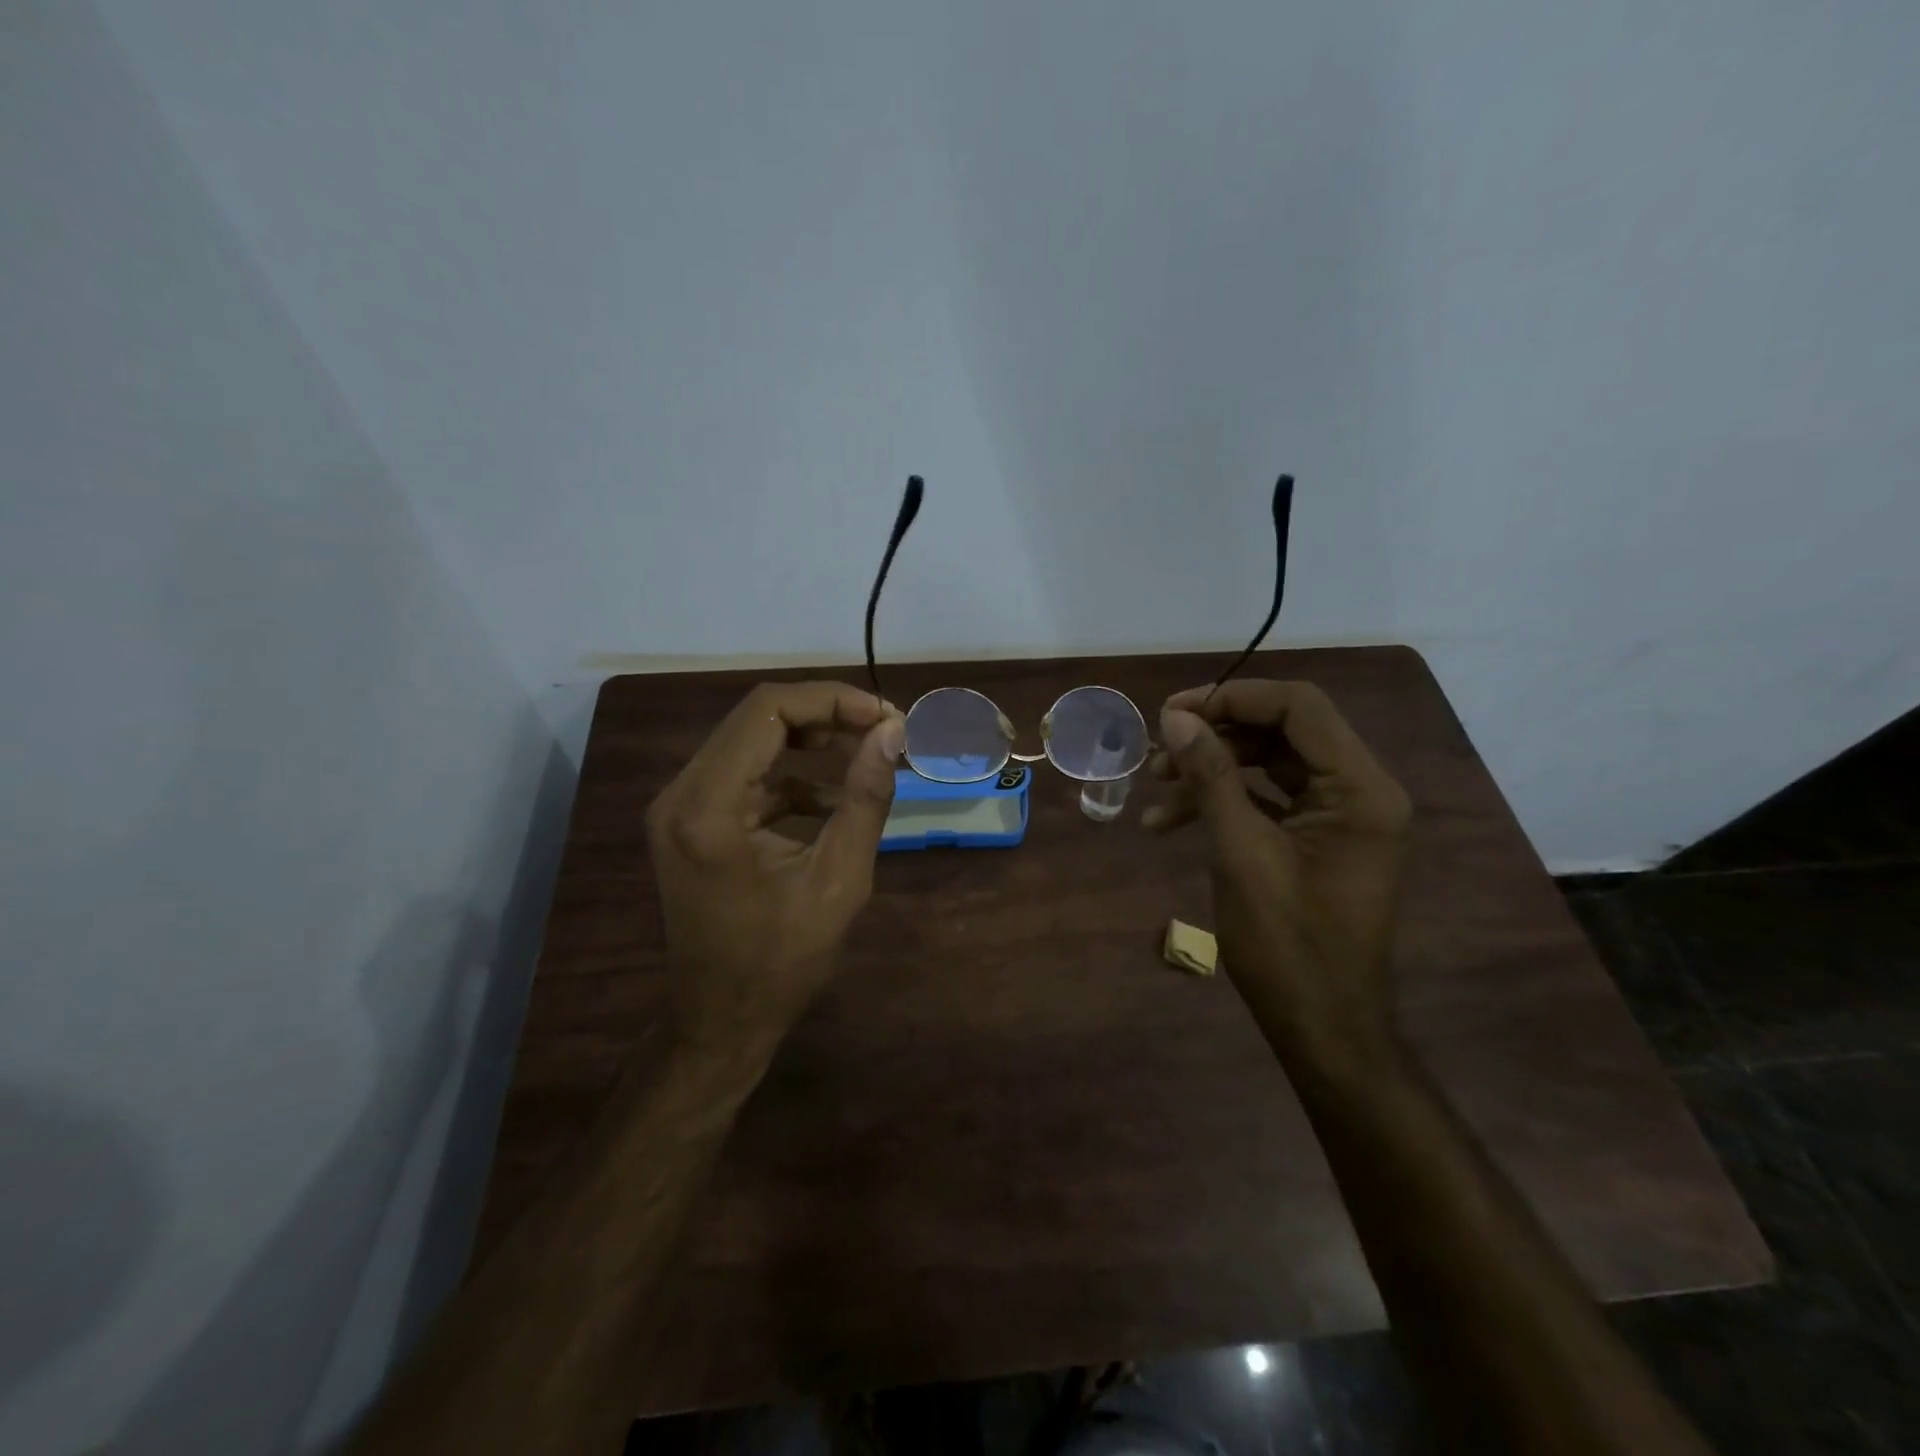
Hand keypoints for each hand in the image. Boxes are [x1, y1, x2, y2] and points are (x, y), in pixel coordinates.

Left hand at [646, 681, 904, 1048]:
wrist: (720, 1020)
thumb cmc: (782, 962)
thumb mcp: (840, 881)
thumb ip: (867, 799)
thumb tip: (893, 732)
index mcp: (709, 807)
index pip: (768, 711)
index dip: (833, 700)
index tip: (887, 717)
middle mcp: (681, 793)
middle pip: (757, 718)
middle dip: (827, 715)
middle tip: (884, 731)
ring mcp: (680, 806)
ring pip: (752, 741)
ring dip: (811, 742)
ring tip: (867, 756)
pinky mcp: (691, 820)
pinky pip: (746, 775)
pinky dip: (792, 777)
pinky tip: (833, 803)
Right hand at [1144, 680, 1412, 1062]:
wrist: (1322, 1028)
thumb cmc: (1286, 946)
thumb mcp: (1240, 854)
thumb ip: (1211, 778)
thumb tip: (1176, 719)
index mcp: (1361, 790)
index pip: (1299, 708)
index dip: (1232, 698)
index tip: (1172, 713)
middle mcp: (1361, 791)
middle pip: (1283, 731)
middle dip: (1215, 736)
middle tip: (1157, 750)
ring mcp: (1342, 815)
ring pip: (1270, 763)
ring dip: (1211, 771)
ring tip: (1154, 791)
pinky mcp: (1320, 838)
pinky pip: (1270, 798)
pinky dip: (1223, 802)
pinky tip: (1171, 821)